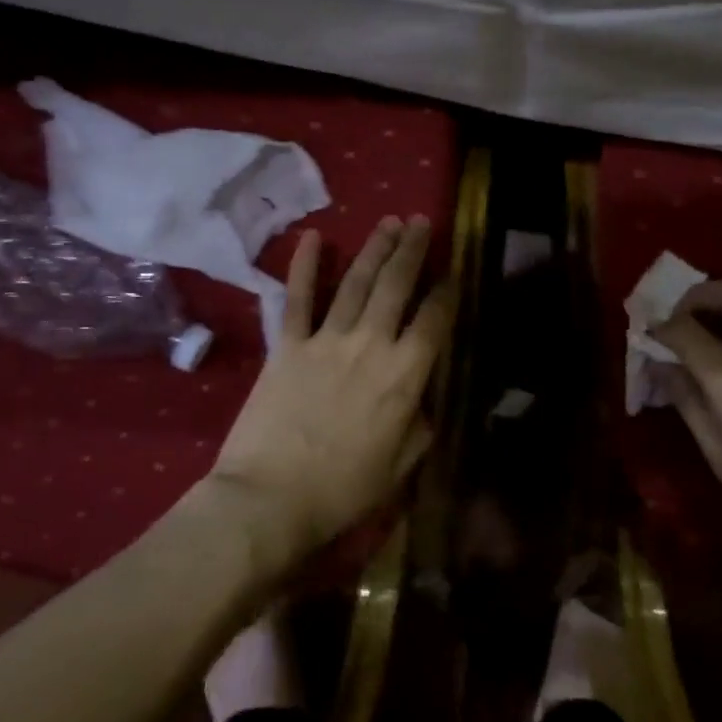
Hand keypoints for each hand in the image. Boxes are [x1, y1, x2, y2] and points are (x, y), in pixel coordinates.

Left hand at [208, 216, 455, 562]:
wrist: (269, 499)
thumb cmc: (341, 492)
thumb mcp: (399, 468)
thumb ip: (419, 426)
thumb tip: (423, 400)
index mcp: (404, 377)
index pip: (433, 322)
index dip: (447, 293)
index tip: (452, 272)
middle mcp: (370, 345)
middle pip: (396, 287)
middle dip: (412, 251)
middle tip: (421, 222)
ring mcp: (326, 340)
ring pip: (355, 283)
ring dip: (374, 249)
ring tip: (389, 223)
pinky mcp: (287, 345)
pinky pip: (296, 298)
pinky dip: (303, 266)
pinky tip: (312, 236)